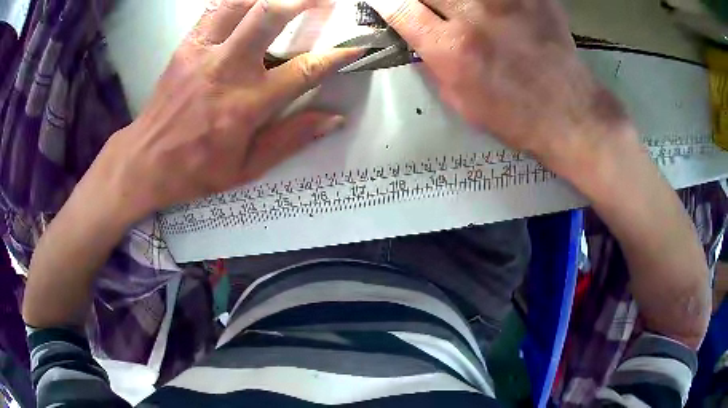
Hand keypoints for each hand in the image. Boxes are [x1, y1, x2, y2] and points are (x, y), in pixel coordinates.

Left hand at [89, 0, 361, 223]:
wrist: (145, 160)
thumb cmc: (196, 170)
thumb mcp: (246, 168)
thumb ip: (291, 139)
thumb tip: (334, 119)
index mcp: (247, 104)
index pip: (304, 70)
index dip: (336, 56)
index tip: (356, 47)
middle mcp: (227, 68)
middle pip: (270, 15)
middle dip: (304, 0)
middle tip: (324, 1)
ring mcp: (203, 52)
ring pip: (241, 3)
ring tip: (289, 0)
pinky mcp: (186, 46)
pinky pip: (215, 9)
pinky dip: (237, 0)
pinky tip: (250, 3)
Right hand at [366, 0, 634, 179]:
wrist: (568, 113)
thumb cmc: (514, 116)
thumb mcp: (461, 101)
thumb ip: (435, 64)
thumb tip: (419, 39)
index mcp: (451, 48)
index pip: (399, 8)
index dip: (384, 2)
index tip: (383, 2)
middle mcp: (474, 16)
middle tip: (429, 8)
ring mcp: (506, 2)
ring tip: (462, 9)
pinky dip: (494, 0)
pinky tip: (491, 10)